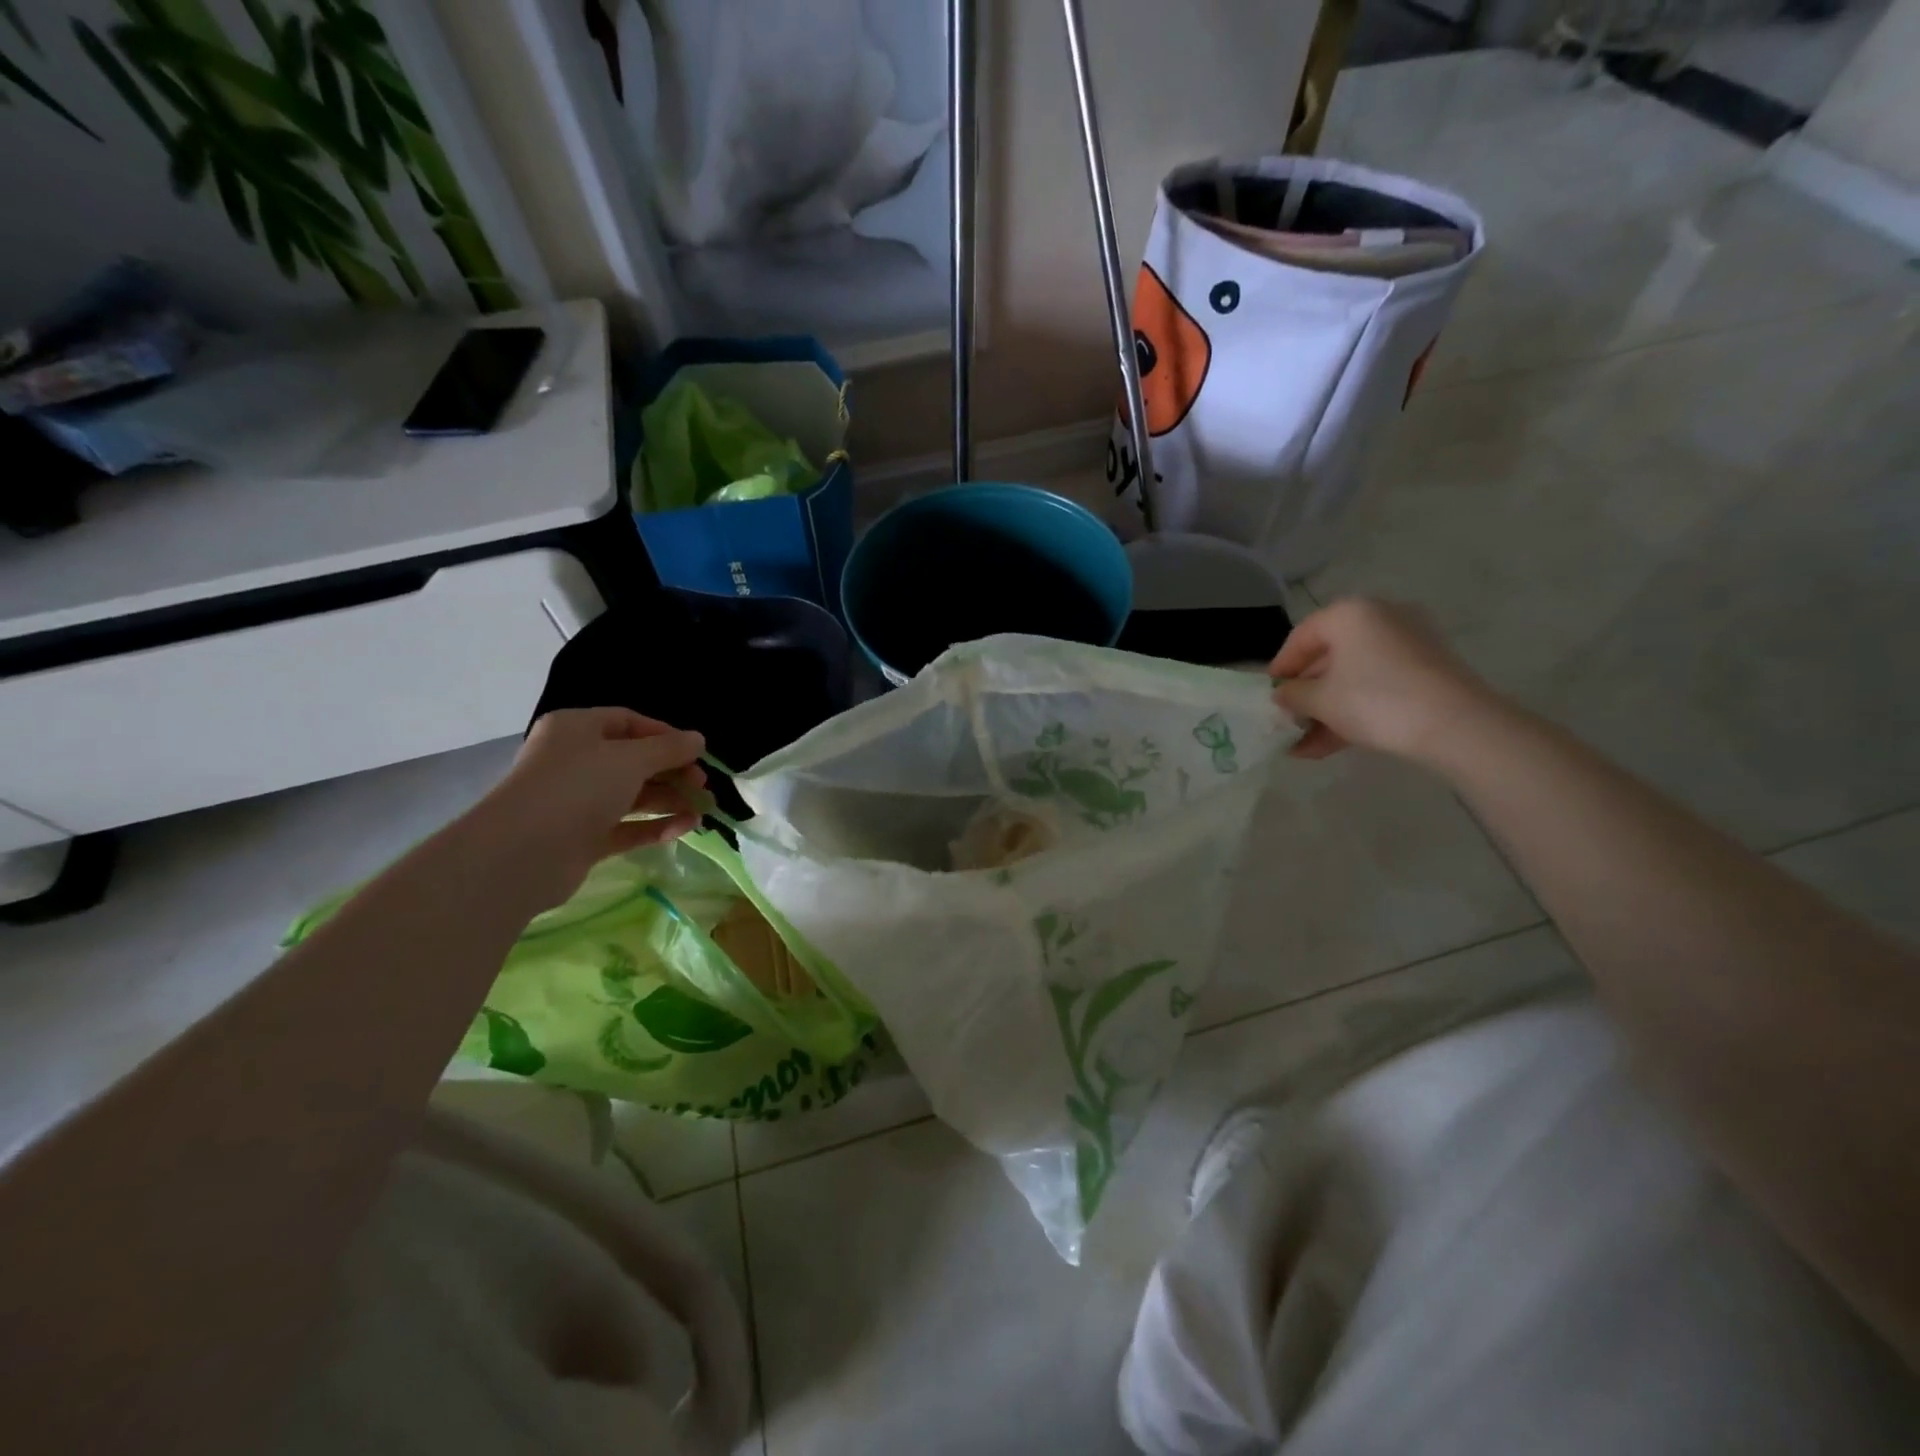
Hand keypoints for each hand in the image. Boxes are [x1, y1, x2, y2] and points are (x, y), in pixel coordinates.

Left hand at [475, 708, 707, 909]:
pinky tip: (685, 828)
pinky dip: (655, 826)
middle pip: (634, 761)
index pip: (628, 722)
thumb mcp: (631, 759)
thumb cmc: (578, 787)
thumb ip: (669, 748)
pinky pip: (626, 826)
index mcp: (577, 729)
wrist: (523, 852)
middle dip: (672, 771)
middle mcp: (575, 761)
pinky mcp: (583, 837)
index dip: (666, 735)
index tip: (697, 752)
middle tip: (702, 785)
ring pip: (633, 795)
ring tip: (702, 811)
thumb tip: (698, 739)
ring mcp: (578, 802)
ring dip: (669, 801)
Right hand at [1270, 598, 1499, 761]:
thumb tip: (1283, 695)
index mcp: (1351, 613)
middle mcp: (1381, 617)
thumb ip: (1293, 695)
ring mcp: (1409, 643)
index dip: (1280, 668)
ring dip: (1327, 709)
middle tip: (1287, 721)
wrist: (1456, 725)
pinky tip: (1332, 744)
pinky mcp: (1427, 669)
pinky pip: (1379, 685)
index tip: (1269, 695)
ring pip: (1354, 676)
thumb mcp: (1320, 700)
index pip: (1301, 636)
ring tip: (1304, 745)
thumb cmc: (1375, 700)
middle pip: (1329, 657)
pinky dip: (1355, 709)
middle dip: (1306, 694)